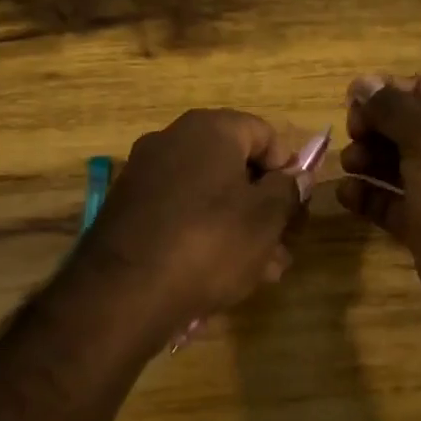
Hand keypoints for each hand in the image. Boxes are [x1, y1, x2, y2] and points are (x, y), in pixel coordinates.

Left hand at [71, 109, 304, 349]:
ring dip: (239, 226)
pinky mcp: (129, 208)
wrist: (123, 291)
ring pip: (208, 194)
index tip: (297, 206)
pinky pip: (180, 212)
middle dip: (264, 205)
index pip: (263, 133)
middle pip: (234, 165)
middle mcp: (172, 140)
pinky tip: (222, 273)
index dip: (288, 168)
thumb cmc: (208, 243)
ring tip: (263, 270)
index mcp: (209, 129)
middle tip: (283, 244)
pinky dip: (204, 234)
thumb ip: (288, 191)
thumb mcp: (265, 218)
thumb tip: (297, 176)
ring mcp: (145, 174)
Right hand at [336, 75, 420, 342]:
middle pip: (402, 126)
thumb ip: (392, 108)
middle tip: (351, 137)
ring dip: (365, 159)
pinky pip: (388, 203)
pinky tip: (346, 194)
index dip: (384, 92)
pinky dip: (366, 196)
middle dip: (372, 127)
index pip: (420, 90)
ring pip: (392, 164)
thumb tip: (362, 83)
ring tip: (349, 164)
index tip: (349, 101)